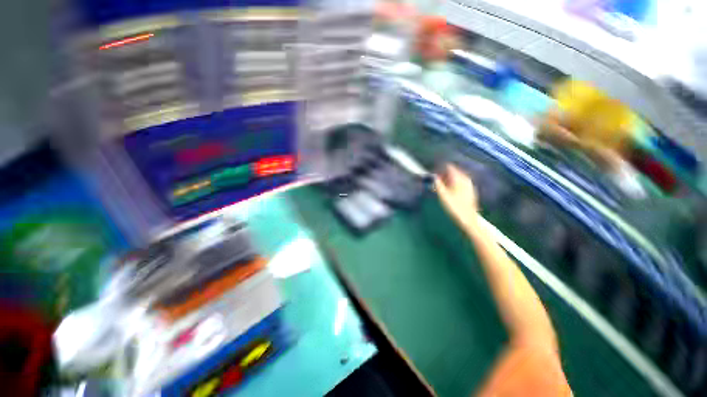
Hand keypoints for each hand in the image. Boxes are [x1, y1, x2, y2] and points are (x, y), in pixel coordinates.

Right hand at [434, 164, 478, 230]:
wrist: (468, 219)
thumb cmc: (454, 207)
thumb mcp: (443, 195)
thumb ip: (437, 184)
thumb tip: (433, 176)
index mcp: (459, 178)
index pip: (449, 167)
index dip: (440, 169)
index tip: (433, 174)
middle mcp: (465, 179)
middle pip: (453, 172)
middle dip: (443, 175)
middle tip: (434, 182)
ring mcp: (469, 185)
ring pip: (456, 177)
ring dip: (447, 180)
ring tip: (439, 187)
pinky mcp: (469, 190)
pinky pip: (459, 183)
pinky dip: (452, 184)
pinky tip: (448, 191)